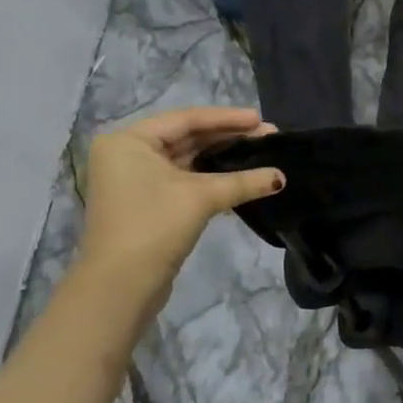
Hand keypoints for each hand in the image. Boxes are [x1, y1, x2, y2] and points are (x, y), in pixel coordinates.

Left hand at [76, 108, 282, 301]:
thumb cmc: (154, 225)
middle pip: (187, 138)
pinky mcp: (148, 203)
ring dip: (223, 160)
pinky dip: (212, 180)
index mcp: (129, 141)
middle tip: (268, 137)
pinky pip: (185, 181)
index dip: (227, 119)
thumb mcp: (201, 197)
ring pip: (188, 161)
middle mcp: (128, 155)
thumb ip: (243, 181)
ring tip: (260, 155)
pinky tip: (242, 181)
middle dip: (229, 138)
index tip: (260, 119)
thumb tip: (281, 178)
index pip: (186, 120)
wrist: (122, 284)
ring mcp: (136, 180)